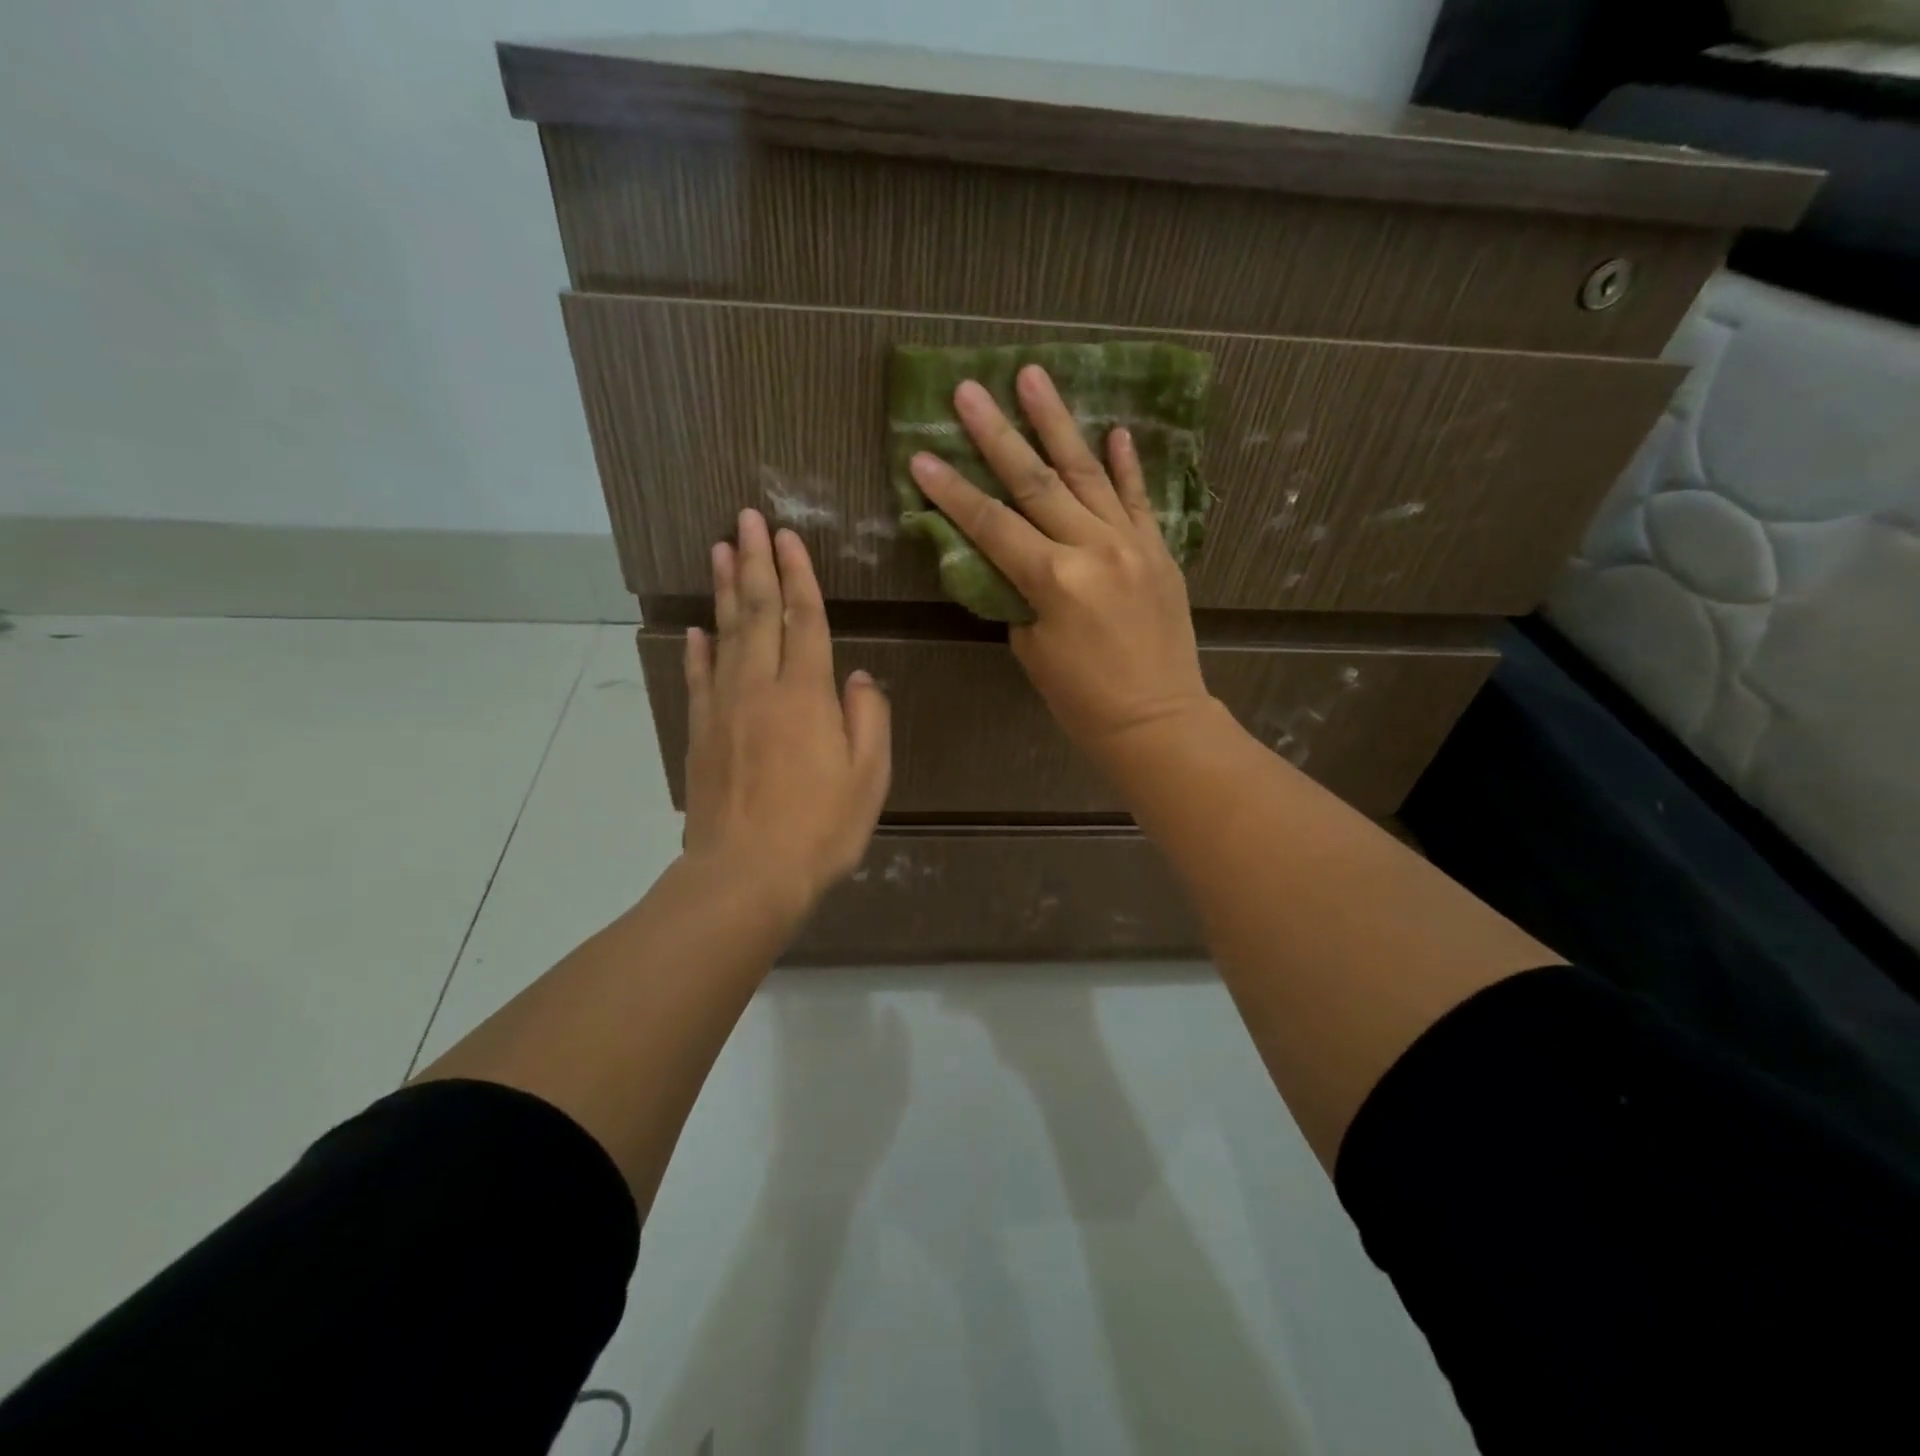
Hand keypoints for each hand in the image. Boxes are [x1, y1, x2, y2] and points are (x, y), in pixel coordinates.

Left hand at [682, 509, 891, 914]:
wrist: (747, 875)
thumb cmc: (821, 828)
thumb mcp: (869, 777)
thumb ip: (869, 719)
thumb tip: (860, 678)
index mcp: (807, 695)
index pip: (804, 620)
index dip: (798, 575)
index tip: (787, 535)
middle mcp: (761, 688)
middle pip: (759, 613)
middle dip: (756, 563)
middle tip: (746, 518)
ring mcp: (724, 709)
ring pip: (725, 635)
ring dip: (725, 590)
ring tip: (721, 550)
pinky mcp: (701, 734)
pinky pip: (699, 679)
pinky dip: (699, 649)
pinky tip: (697, 629)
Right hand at [908, 366, 1214, 760]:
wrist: (1158, 720)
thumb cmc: (1083, 700)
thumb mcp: (1033, 650)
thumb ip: (1018, 595)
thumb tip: (1011, 560)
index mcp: (1055, 580)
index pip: (991, 525)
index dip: (952, 492)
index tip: (921, 455)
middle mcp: (1093, 548)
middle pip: (1035, 482)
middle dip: (996, 434)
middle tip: (968, 388)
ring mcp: (1132, 543)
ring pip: (1087, 473)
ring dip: (1057, 423)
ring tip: (1033, 376)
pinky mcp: (1159, 549)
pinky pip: (1139, 498)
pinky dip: (1126, 464)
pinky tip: (1113, 429)